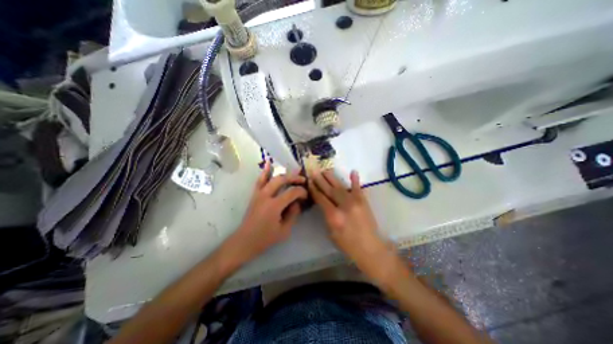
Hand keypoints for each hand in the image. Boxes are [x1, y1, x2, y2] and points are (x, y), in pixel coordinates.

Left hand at [227, 162, 306, 266]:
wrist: (244, 241)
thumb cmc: (265, 238)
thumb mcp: (284, 231)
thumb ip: (293, 214)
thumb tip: (297, 203)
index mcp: (274, 206)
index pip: (292, 192)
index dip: (301, 192)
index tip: (306, 195)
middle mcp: (266, 196)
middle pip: (282, 180)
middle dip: (294, 178)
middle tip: (303, 180)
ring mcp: (259, 194)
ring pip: (272, 178)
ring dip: (284, 173)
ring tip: (293, 171)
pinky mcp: (255, 194)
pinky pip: (260, 180)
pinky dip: (265, 171)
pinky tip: (269, 163)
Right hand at [310, 171, 400, 283]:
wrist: (371, 248)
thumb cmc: (348, 245)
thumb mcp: (331, 233)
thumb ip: (327, 216)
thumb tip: (324, 203)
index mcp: (333, 216)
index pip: (321, 199)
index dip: (314, 189)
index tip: (309, 181)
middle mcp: (343, 206)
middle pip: (329, 190)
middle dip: (320, 180)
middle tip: (314, 171)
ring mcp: (355, 202)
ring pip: (340, 187)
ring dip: (332, 178)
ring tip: (325, 170)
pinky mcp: (364, 201)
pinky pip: (358, 188)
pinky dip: (355, 180)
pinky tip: (353, 171)